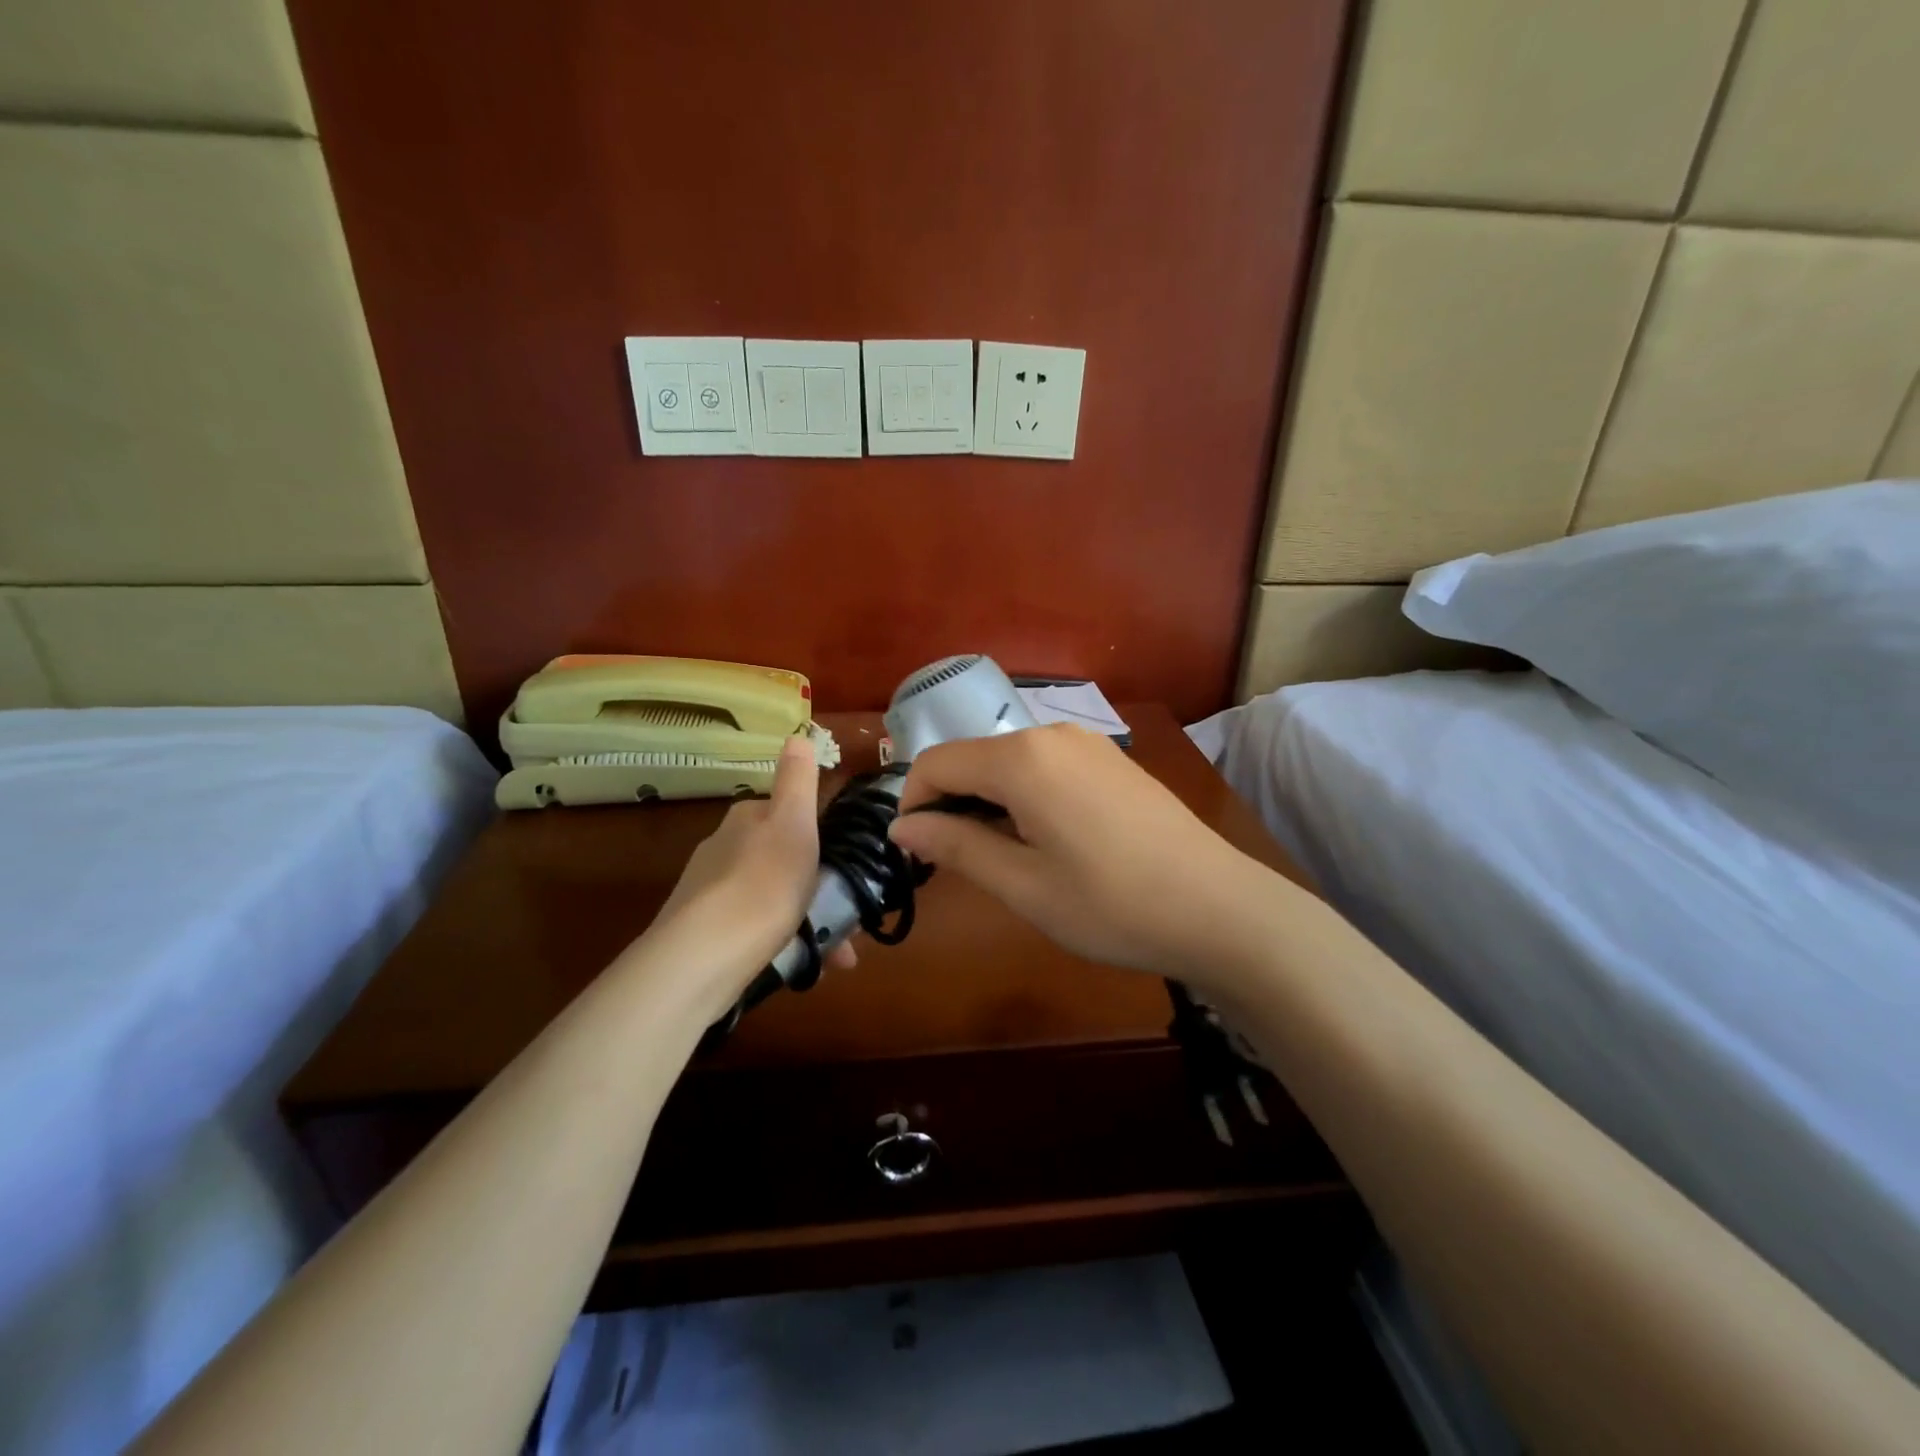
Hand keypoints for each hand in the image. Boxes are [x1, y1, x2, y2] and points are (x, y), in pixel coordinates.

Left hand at [644, 737, 855, 1019]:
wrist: (705, 956)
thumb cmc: (764, 882)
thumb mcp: (793, 822)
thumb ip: (797, 780)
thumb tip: (796, 734)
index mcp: (746, 819)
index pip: (786, 815)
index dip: (817, 838)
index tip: (843, 865)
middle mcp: (722, 848)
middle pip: (780, 858)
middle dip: (814, 885)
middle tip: (846, 917)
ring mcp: (709, 892)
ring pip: (770, 897)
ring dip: (804, 919)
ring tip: (836, 954)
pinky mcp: (703, 932)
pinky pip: (754, 929)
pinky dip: (782, 941)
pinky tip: (803, 966)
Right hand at [887, 725, 1267, 986]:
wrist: (1219, 908)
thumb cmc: (1111, 904)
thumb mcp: (1023, 885)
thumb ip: (956, 846)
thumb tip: (902, 826)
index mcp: (1021, 758)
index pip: (936, 762)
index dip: (913, 804)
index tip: (916, 852)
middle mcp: (1050, 734)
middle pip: (973, 757)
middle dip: (950, 803)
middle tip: (957, 863)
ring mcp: (1087, 743)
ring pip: (1010, 762)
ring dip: (988, 801)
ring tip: (1004, 858)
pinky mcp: (1112, 760)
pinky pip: (1046, 766)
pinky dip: (1025, 795)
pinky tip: (1049, 841)